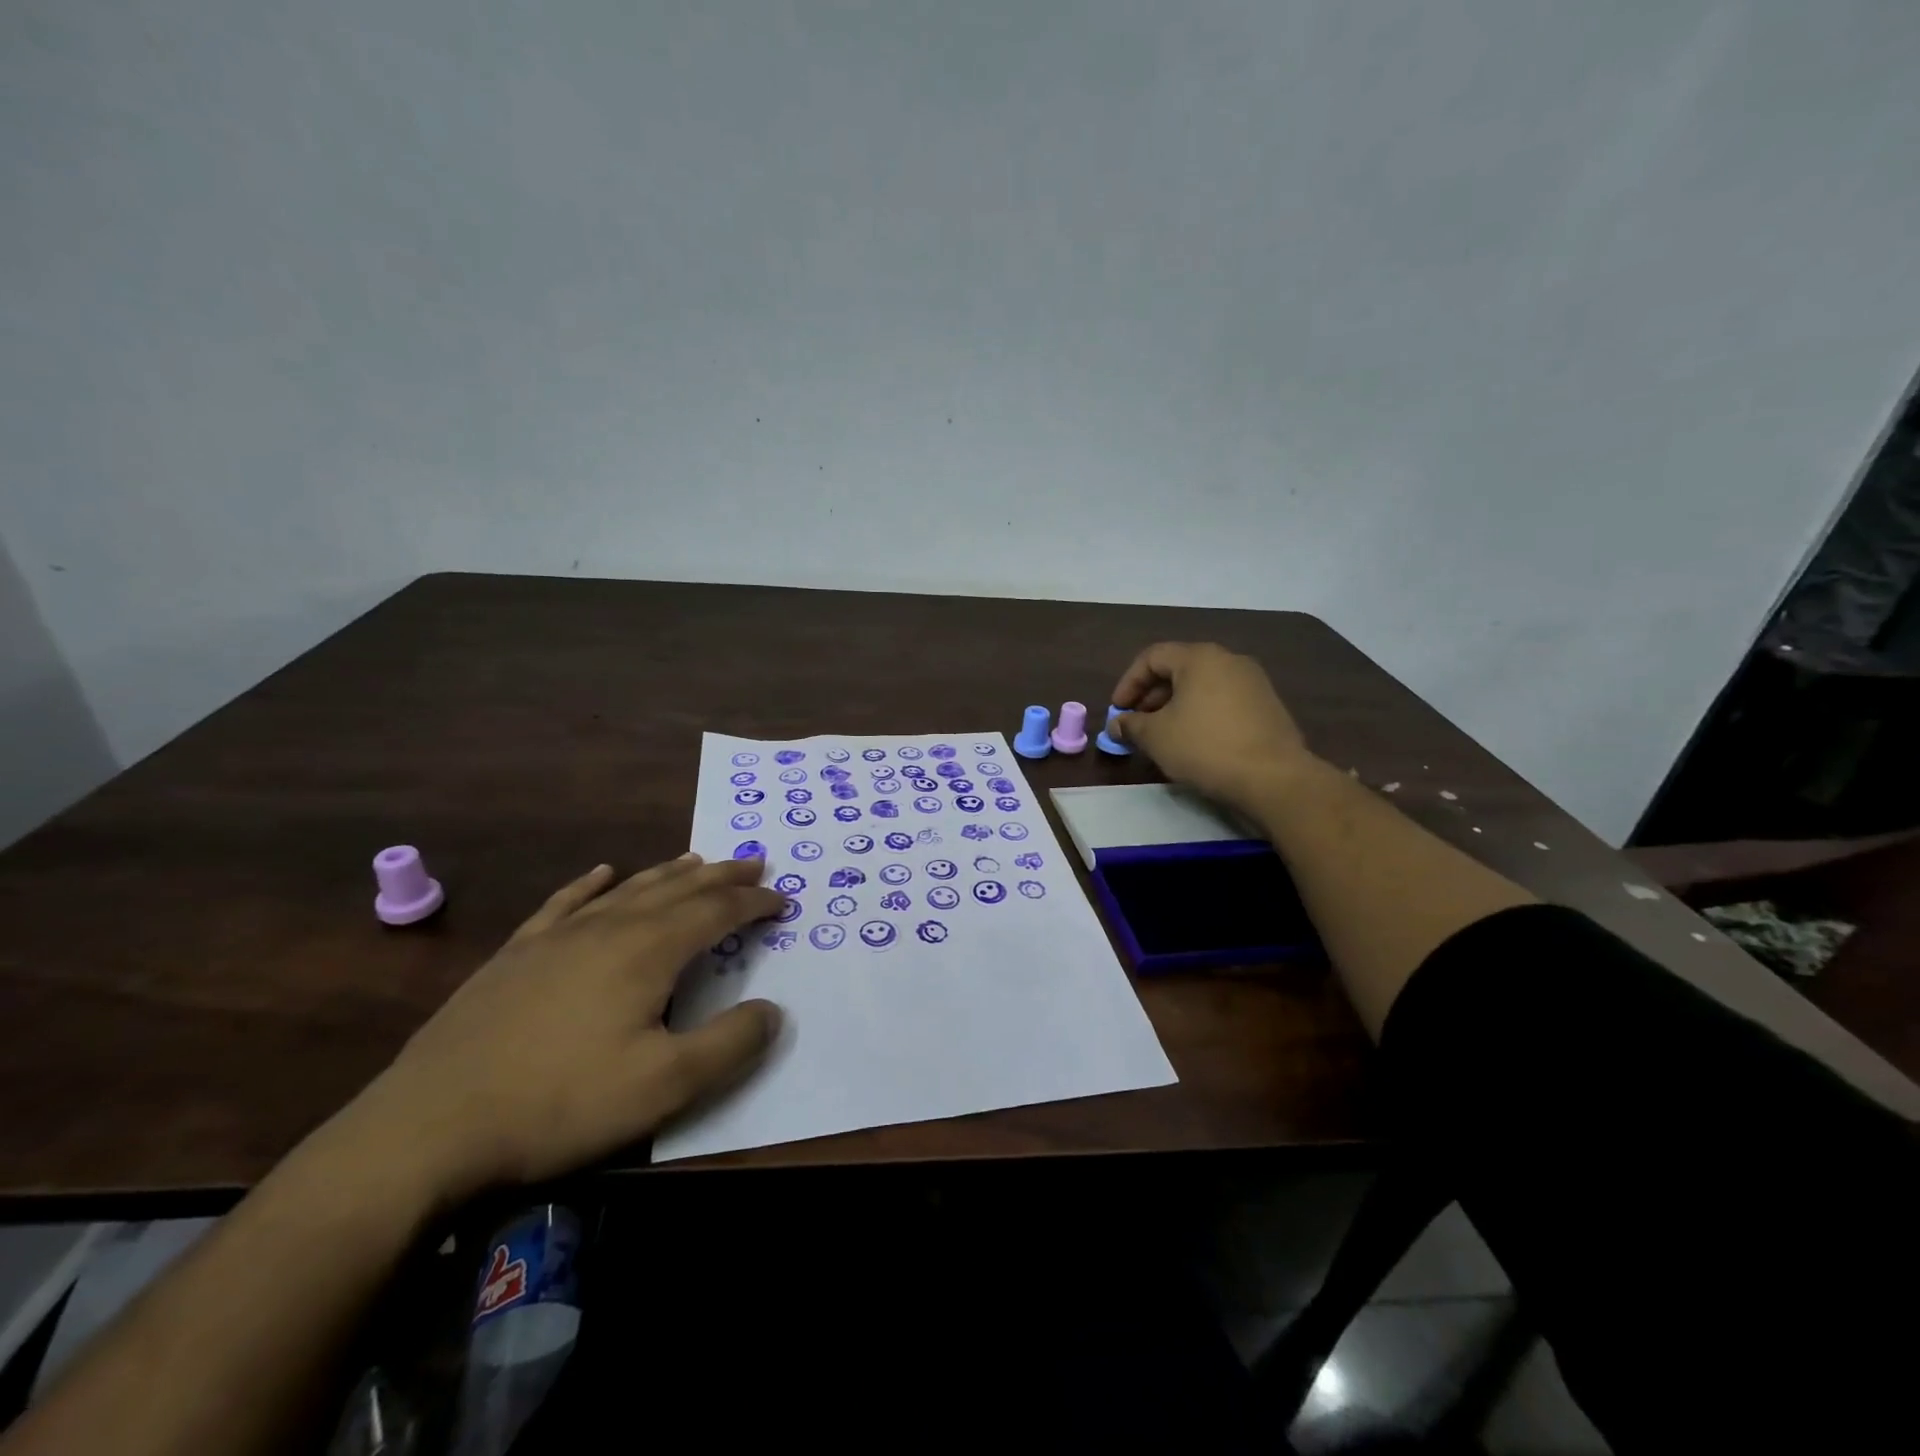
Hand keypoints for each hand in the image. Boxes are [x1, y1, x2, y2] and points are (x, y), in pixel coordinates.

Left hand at [338, 855, 783, 1205]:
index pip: (716, 913)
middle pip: (678, 890)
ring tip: (698, 860)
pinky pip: (566, 903)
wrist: (429, 1126)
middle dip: (721, 876)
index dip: (754, 904)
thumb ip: (729, 1044)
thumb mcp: (663, 1086)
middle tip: (754, 863)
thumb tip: (773, 1009)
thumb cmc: (559, 1104)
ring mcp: (557, 937)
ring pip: (628, 889)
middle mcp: (608, 928)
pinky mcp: (517, 955)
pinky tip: (602, 873)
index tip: (783, 901)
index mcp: (647, 951)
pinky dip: (592, 884)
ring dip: (670, 873)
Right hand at [1110, 642, 1312, 810]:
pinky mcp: (1267, 705)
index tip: (1118, 711)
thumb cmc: (1205, 747)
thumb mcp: (1156, 737)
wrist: (1273, 778)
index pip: (1152, 657)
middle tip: (1137, 723)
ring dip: (1175, 705)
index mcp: (1199, 658)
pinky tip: (1194, 741)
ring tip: (1163, 734)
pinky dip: (1201, 713)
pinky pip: (1223, 700)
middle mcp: (1229, 660)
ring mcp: (1253, 681)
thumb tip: (1117, 725)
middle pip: (1179, 668)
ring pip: (1202, 685)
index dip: (1128, 682)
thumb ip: (1131, 725)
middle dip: (1151, 695)